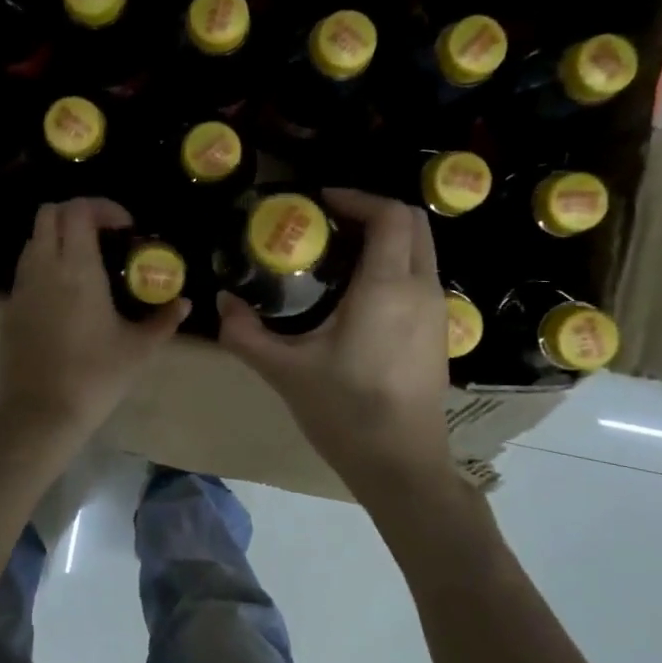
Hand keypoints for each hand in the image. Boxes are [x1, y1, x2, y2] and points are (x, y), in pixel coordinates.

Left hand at [0, 199, 188, 444]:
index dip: (103, 207)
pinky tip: (66, 295)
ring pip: (34, 240)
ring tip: (86, 263)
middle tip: (105, 236)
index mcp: (77, 269)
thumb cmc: (96, 376)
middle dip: (77, 213)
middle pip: (49, 213)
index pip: (79, 210)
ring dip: (59, 238)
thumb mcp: (139, 349)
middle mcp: (44, 268)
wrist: (40, 413)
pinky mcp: (9, 308)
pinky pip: (26, 270)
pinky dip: (45, 264)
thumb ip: (164, 320)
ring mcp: (21, 287)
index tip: (126, 227)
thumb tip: (184, 303)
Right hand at [217, 189, 451, 493]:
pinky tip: (361, 294)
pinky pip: (423, 277)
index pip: (389, 215)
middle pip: (413, 223)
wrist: (401, 464)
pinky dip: (397, 264)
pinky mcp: (440, 333)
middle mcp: (422, 289)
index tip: (321, 201)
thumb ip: (246, 334)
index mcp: (387, 287)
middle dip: (373, 211)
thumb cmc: (345, 412)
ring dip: (387, 238)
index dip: (357, 197)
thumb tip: (221, 303)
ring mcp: (438, 312)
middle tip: (330, 223)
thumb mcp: (285, 371)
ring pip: (422, 250)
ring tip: (342, 253)